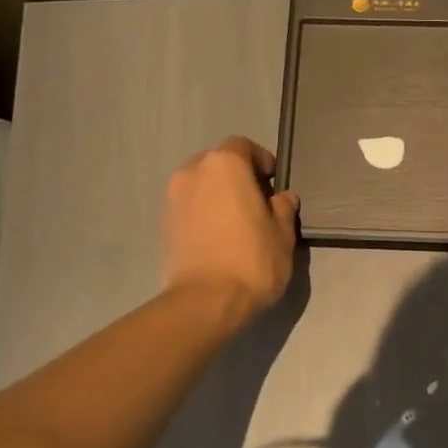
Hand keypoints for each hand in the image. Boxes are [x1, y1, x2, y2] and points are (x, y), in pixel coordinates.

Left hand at [163, 137, 299, 324]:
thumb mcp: (282, 234)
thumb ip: (284, 209)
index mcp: (225, 165)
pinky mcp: (164, 224)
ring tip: (237, 222)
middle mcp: (193, 172)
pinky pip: (190, 207)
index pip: (243, 146)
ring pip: (201, 185)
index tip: (273, 182)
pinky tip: (220, 237)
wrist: (205, 301)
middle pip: (218, 163)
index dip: (261, 160)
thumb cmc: (252, 260)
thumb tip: (284, 197)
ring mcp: (173, 198)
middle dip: (237, 177)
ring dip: (218, 195)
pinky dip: (204, 213)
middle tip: (257, 201)